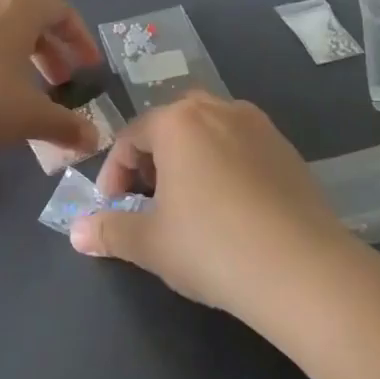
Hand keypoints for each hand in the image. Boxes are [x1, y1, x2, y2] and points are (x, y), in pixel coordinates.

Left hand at [0, 0, 104, 159]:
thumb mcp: (29, 117)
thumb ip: (66, 126)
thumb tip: (94, 139)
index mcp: (16, 13)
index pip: (60, 11)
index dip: (80, 38)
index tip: (88, 68)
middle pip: (29, 21)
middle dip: (51, 52)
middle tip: (60, 84)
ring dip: (20, 61)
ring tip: (24, 95)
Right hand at [71, 93, 360, 318]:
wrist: (302, 269)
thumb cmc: (211, 247)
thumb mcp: (150, 243)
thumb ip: (110, 231)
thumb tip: (77, 232)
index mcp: (179, 122)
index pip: (132, 137)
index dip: (114, 174)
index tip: (113, 209)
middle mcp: (220, 109)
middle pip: (172, 125)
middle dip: (153, 159)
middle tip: (150, 200)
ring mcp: (260, 127)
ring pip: (210, 133)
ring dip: (190, 160)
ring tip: (189, 205)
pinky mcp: (289, 150)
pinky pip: (243, 148)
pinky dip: (225, 167)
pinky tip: (231, 210)